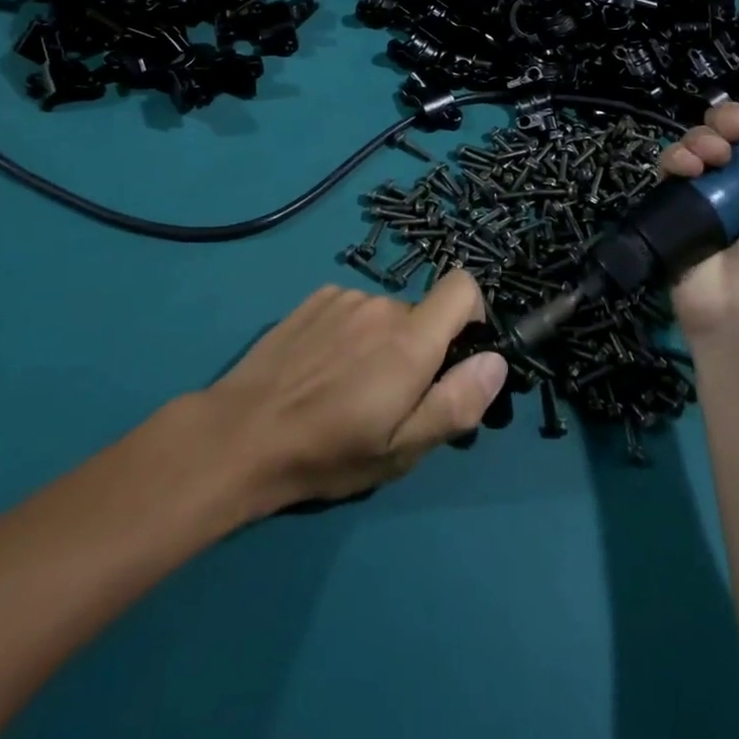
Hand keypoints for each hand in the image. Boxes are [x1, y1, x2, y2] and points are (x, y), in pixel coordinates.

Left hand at [203, 269, 507, 512]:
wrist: (242, 434)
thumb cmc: (327, 452)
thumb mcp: (401, 450)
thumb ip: (456, 402)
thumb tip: (496, 361)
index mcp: (410, 340)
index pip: (463, 287)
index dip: (472, 314)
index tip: (458, 355)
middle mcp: (380, 305)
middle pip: (421, 315)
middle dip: (419, 349)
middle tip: (389, 400)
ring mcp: (343, 297)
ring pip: (384, 315)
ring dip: (381, 343)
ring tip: (347, 388)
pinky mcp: (314, 299)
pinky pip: (351, 309)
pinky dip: (351, 333)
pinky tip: (321, 369)